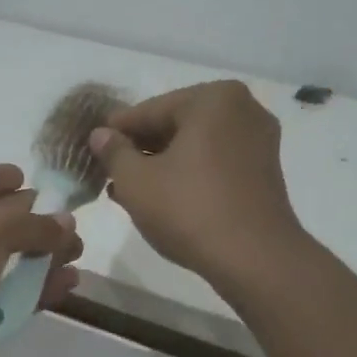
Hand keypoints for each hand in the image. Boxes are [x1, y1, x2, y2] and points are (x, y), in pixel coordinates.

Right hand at [89, 82, 304, 291]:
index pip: (150, 110)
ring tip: (128, 190)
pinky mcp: (264, 173)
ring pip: (196, 147)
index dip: (116, 131)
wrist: (254, 258)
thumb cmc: (189, 210)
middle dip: (141, 149)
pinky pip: (215, 164)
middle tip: (109, 171)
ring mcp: (259, 141)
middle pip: (176, 125)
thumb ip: (114, 152)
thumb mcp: (137, 182)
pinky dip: (189, 176)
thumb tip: (101, 134)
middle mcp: (243, 109)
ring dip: (162, 165)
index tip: (92, 146)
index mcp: (213, 99)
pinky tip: (163, 199)